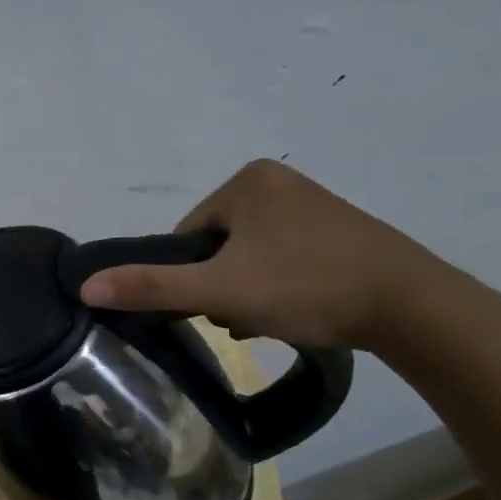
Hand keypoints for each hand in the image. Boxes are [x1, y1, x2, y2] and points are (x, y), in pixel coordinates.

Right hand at [78, 159, 447, 351]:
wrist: (416, 308)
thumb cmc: (307, 287)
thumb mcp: (219, 291)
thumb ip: (150, 287)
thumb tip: (84, 286)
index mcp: (246, 181)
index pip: (187, 236)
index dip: (191, 276)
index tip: (217, 304)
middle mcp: (277, 181)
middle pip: (215, 247)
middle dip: (221, 286)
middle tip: (246, 315)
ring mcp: (311, 204)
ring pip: (247, 256)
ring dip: (246, 291)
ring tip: (271, 318)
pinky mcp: (337, 229)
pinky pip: (280, 257)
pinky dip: (277, 285)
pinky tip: (292, 311)